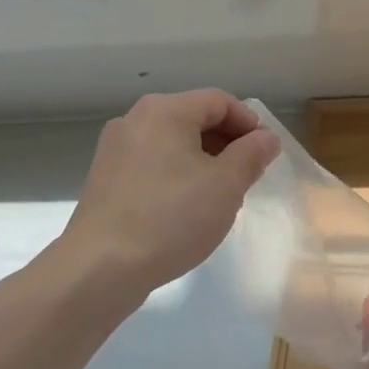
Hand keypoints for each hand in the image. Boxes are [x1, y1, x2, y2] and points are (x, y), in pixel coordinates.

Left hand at [64, 90, 280, 295]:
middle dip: (228, 144)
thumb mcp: (226, 185)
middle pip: (194, 118)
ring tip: (221, 197)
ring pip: (173, 144)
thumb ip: (252, 155)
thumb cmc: (172, 218)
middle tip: (249, 178)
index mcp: (165, 111)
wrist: (101, 266)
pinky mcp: (106, 180)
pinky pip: (153, 166)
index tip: (267, 155)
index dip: (250, 124)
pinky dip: (178, 177)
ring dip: (204, 163)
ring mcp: (116, 150)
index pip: (220, 101)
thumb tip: (266, 138)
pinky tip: (187, 210)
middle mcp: (135, 120)